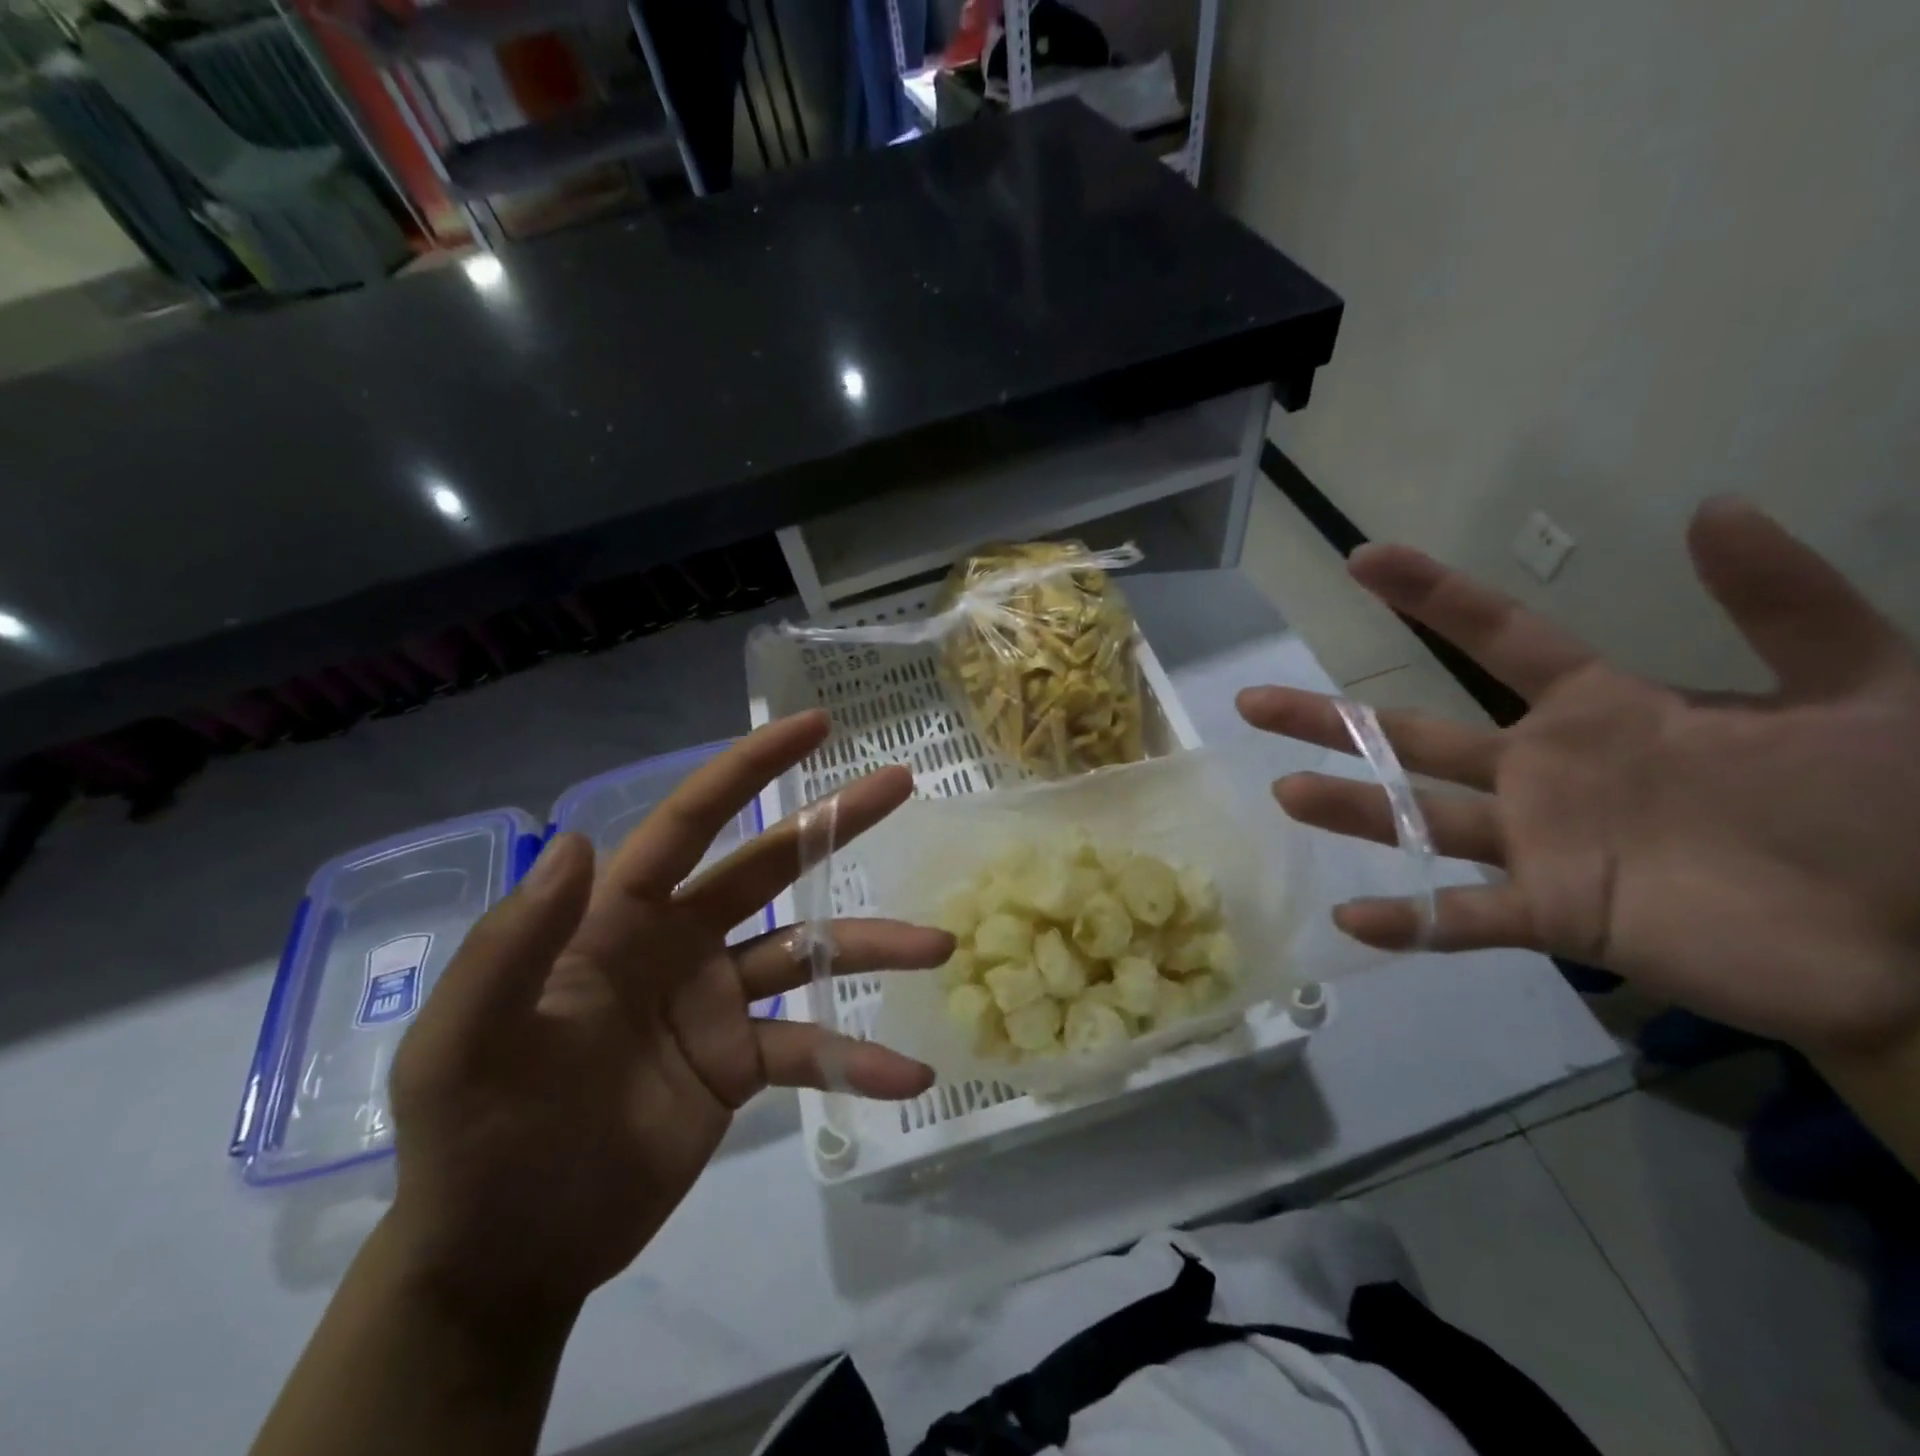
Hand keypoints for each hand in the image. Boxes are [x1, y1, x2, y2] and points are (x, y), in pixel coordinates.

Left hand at [381, 712, 948, 1320]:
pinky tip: (910, 1075)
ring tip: (938, 947)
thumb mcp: (465, 1044)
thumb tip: (577, 841)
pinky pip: (810, 1049)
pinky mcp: (739, 1064)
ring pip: (808, 953)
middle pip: (770, 866)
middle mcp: (678, 943)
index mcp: (619, 918)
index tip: (814, 726)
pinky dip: (858, 1061)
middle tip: (901, 784)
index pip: (690, 823)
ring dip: (873, 948)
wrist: (503, 1260)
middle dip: (834, 823)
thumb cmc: (471, 1141)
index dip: (749, 769)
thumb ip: (514, 945)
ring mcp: (715, 1003)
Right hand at [1237, 499, 1919, 1063]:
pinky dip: (1412, 920)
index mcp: (1601, 712)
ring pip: (1419, 819)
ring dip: (1352, 808)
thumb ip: (1785, 601)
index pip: (1497, 639)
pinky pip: (1465, 916)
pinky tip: (1354, 918)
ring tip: (1285, 792)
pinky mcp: (1558, 915)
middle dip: (1332, 718)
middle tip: (1255, 701)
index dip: (1431, 595)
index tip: (1363, 560)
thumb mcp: (1865, 684)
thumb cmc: (1893, 810)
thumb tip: (1713, 506)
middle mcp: (1545, 774)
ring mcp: (1543, 846)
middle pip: (1414, 735)